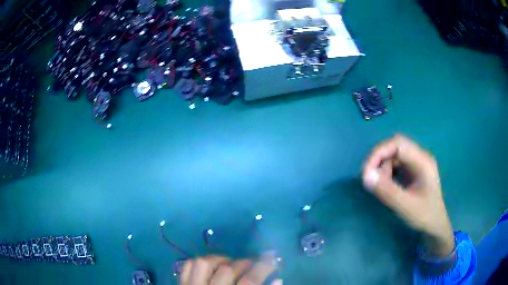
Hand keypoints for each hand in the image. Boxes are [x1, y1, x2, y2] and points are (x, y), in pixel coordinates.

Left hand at [180, 253, 281, 284]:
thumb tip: (278, 280)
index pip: (249, 281)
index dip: (264, 268)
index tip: (273, 260)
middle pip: (227, 270)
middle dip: (244, 263)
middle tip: (252, 264)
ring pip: (204, 263)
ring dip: (220, 259)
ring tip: (230, 263)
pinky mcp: (182, 284)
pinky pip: (188, 265)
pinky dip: (200, 262)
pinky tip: (211, 266)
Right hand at [362, 134, 453, 256]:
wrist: (436, 225)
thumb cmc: (425, 216)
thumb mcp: (406, 206)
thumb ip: (387, 191)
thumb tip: (365, 177)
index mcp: (423, 161)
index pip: (397, 144)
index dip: (379, 153)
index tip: (366, 172)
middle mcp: (420, 157)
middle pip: (395, 147)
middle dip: (380, 160)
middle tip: (371, 179)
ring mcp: (417, 163)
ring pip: (394, 155)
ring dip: (383, 168)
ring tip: (382, 187)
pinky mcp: (413, 170)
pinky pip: (396, 164)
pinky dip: (387, 173)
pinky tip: (387, 186)